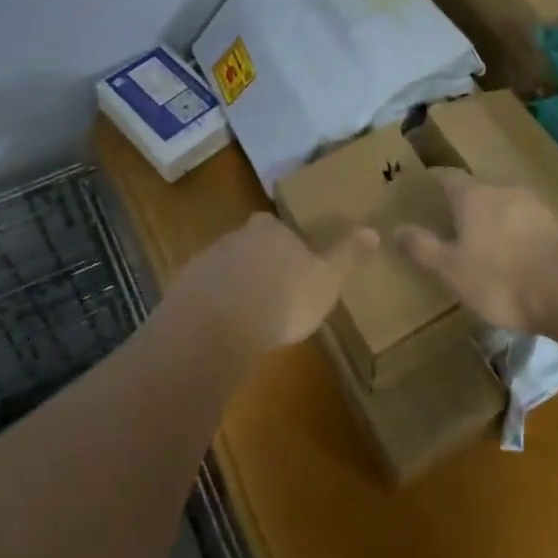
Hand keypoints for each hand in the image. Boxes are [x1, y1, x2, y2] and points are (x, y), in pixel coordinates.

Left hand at [172, 213, 375, 357]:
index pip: (278, 227)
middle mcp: (236, 237)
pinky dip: (214, 307)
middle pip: (249, 244)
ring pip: (224, 268)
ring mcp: (205, 262)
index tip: (294, 265)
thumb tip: (374, 230)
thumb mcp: (326, 280)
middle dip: (259, 262)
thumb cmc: (283, 297)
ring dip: (235, 285)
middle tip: (273, 290)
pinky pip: (204, 295)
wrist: (218, 325)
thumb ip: (347, 255)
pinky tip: (224, 331)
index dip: (286, 243)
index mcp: (271, 230)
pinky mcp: (183, 290)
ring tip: (250, 316)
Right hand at [396, 169, 557, 332]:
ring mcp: (540, 205)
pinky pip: (536, 223)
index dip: (436, 180)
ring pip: (511, 204)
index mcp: (474, 195)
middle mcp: (506, 190)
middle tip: (457, 218)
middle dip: (469, 201)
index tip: (426, 185)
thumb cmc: (502, 279)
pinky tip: (526, 256)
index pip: (448, 177)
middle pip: (481, 188)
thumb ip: (424, 248)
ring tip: (492, 239)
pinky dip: (525, 233)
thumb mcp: (452, 270)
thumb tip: (397, 229)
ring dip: (500, 216)